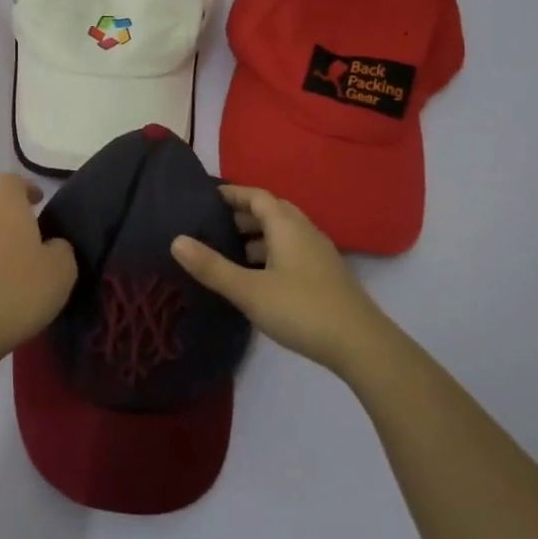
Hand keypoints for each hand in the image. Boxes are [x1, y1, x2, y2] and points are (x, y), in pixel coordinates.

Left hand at [0, 173, 77, 359]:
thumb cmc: (20, 291)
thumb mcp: (61, 270)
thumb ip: (61, 248)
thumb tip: (51, 244)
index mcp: (8, 210)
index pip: (10, 180)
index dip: (25, 187)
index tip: (39, 202)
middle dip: (5, 210)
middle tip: (26, 231)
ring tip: (12, 263)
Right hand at [172, 185, 388, 376]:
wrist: (361, 344)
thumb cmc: (301, 309)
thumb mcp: (249, 290)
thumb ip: (212, 267)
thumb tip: (176, 241)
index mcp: (286, 225)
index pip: (256, 195)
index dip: (231, 193)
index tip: (206, 197)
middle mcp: (304, 231)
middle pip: (271, 211)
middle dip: (242, 214)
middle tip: (211, 225)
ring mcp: (318, 254)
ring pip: (283, 233)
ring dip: (256, 236)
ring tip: (228, 251)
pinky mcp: (325, 275)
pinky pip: (291, 250)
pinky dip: (270, 253)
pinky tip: (257, 277)